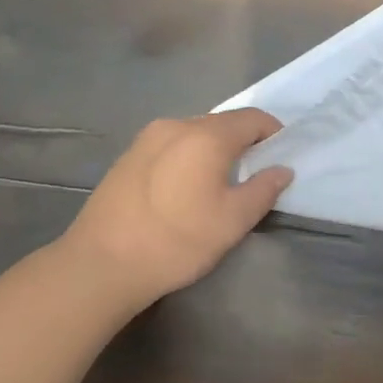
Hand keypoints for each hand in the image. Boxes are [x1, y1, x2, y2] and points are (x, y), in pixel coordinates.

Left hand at [60, 109, 293, 309]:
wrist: (100, 264)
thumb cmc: (176, 241)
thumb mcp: (232, 221)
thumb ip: (263, 190)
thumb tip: (282, 170)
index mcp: (207, 136)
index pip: (253, 118)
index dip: (273, 133)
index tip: (281, 157)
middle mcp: (177, 125)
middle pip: (223, 122)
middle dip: (244, 141)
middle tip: (253, 173)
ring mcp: (147, 138)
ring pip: (195, 132)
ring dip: (215, 148)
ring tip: (218, 182)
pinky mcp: (128, 154)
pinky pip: (172, 144)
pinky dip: (189, 155)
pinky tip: (184, 188)